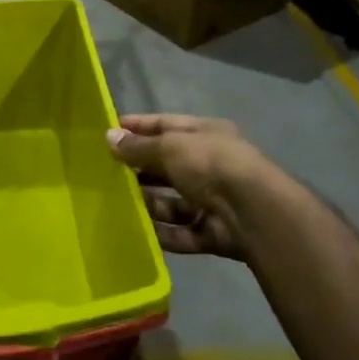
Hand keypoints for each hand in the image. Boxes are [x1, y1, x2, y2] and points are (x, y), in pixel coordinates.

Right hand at [105, 113, 261, 261]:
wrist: (254, 212)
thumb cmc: (210, 164)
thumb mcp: (170, 147)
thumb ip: (138, 146)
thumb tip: (108, 137)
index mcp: (206, 135)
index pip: (166, 126)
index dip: (138, 127)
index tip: (108, 131)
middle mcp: (210, 165)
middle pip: (168, 166)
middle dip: (139, 169)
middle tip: (104, 174)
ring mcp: (213, 201)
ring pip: (172, 202)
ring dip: (148, 203)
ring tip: (115, 205)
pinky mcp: (213, 233)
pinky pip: (181, 232)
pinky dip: (162, 233)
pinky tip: (136, 232)